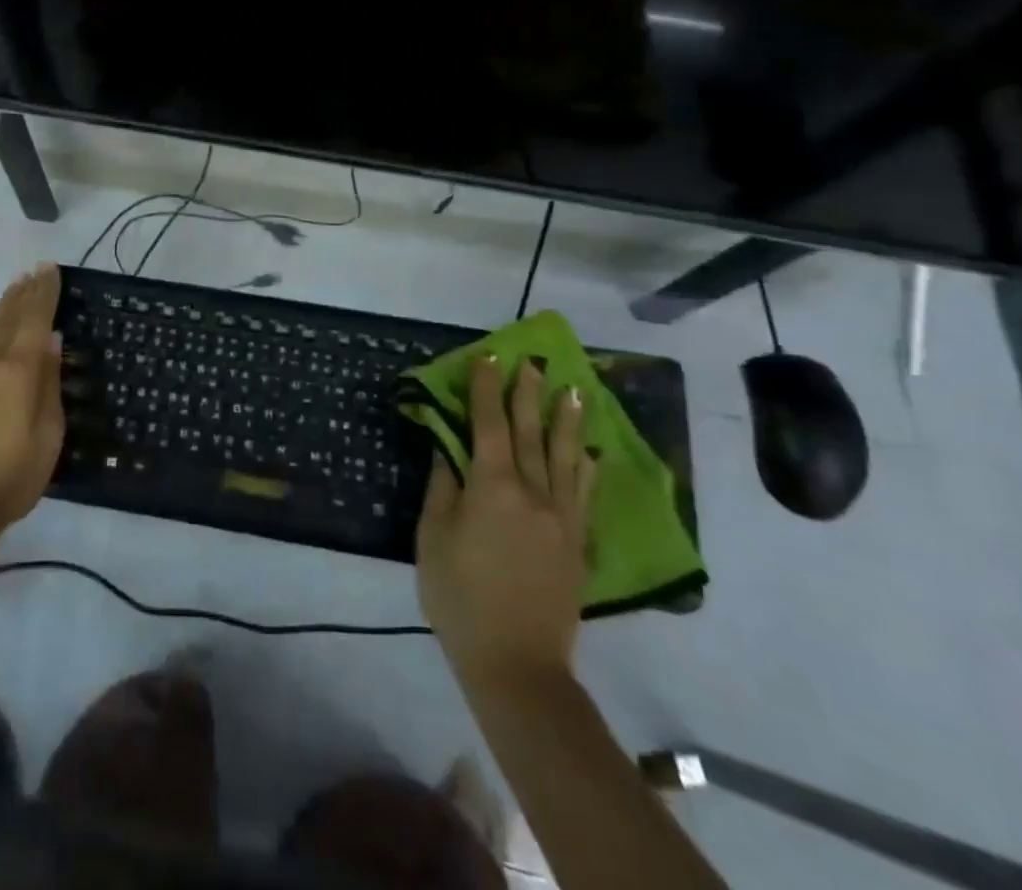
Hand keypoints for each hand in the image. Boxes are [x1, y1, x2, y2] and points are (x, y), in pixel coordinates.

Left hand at [0, 263, 65, 549]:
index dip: (45, 293)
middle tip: (38, 269)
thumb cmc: (11, 478)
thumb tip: (52, 341)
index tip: (52, 269)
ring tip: (18, 284)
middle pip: (10, 316)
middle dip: (25, 291)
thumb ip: (49, 383)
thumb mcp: (48, 435)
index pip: (35, 320)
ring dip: (6, 303)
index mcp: (17, 372)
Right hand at [415, 356, 595, 699]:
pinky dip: (585, 468)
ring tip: (574, 391)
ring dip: (567, 421)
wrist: (516, 664)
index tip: (488, 358)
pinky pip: (584, 494)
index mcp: (492, 488)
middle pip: (531, 433)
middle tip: (535, 362)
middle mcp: (533, 493)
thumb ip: (443, 488)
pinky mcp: (577, 544)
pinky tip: (589, 452)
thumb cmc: (459, 597)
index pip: (489, 425)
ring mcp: (561, 519)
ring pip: (565, 458)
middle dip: (529, 394)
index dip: (486, 389)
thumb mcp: (433, 538)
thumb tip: (449, 451)